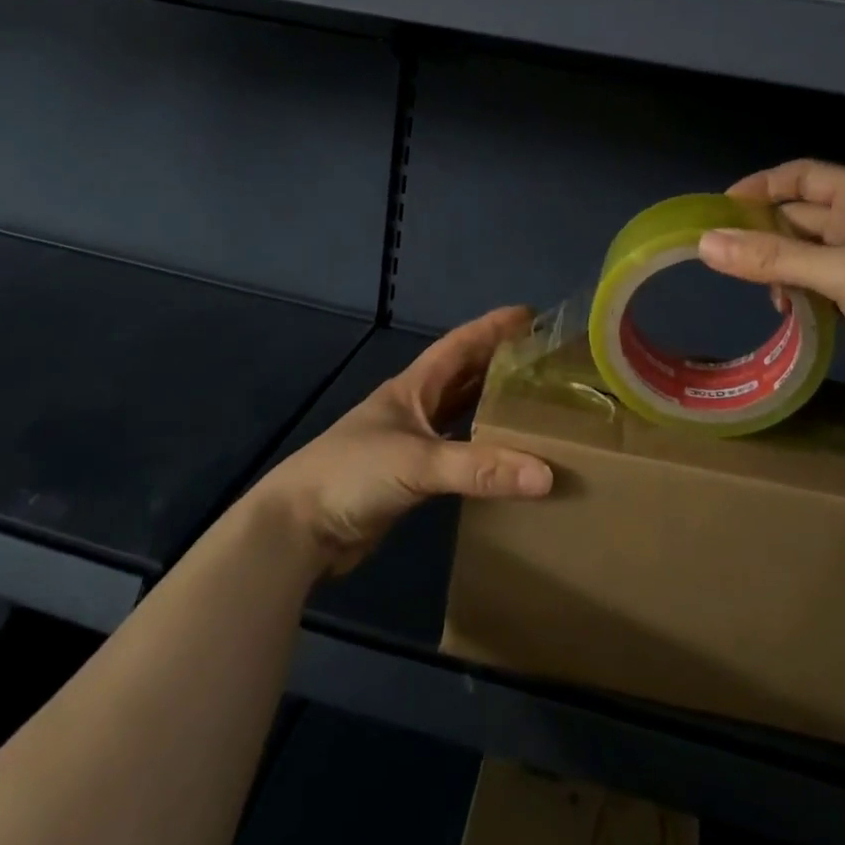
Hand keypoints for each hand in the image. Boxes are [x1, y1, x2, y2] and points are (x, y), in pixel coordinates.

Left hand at [250, 307, 553, 575]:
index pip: (459, 345)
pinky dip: (482, 450)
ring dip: (492, 405)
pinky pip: (457, 454)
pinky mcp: (410, 478)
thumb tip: (546, 475)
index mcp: (411, 388)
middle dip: (499, 362)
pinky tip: (506, 456)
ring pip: (460, 414)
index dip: (492, 327)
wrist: (298, 529)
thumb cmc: (352, 474)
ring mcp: (410, 443)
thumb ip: (480, 468)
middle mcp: (413, 408)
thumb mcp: (418, 462)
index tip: (530, 315)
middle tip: (544, 358)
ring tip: (535, 401)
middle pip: (463, 376)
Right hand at [697, 160, 844, 422]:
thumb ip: (773, 257)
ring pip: (802, 252)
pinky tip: (785, 310)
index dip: (761, 186)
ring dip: (776, 266)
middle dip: (762, 231)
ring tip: (760, 289)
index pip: (802, 175)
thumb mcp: (842, 272)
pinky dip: (794, 291)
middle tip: (721, 256)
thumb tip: (704, 243)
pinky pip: (815, 283)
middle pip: (797, 214)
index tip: (719, 210)